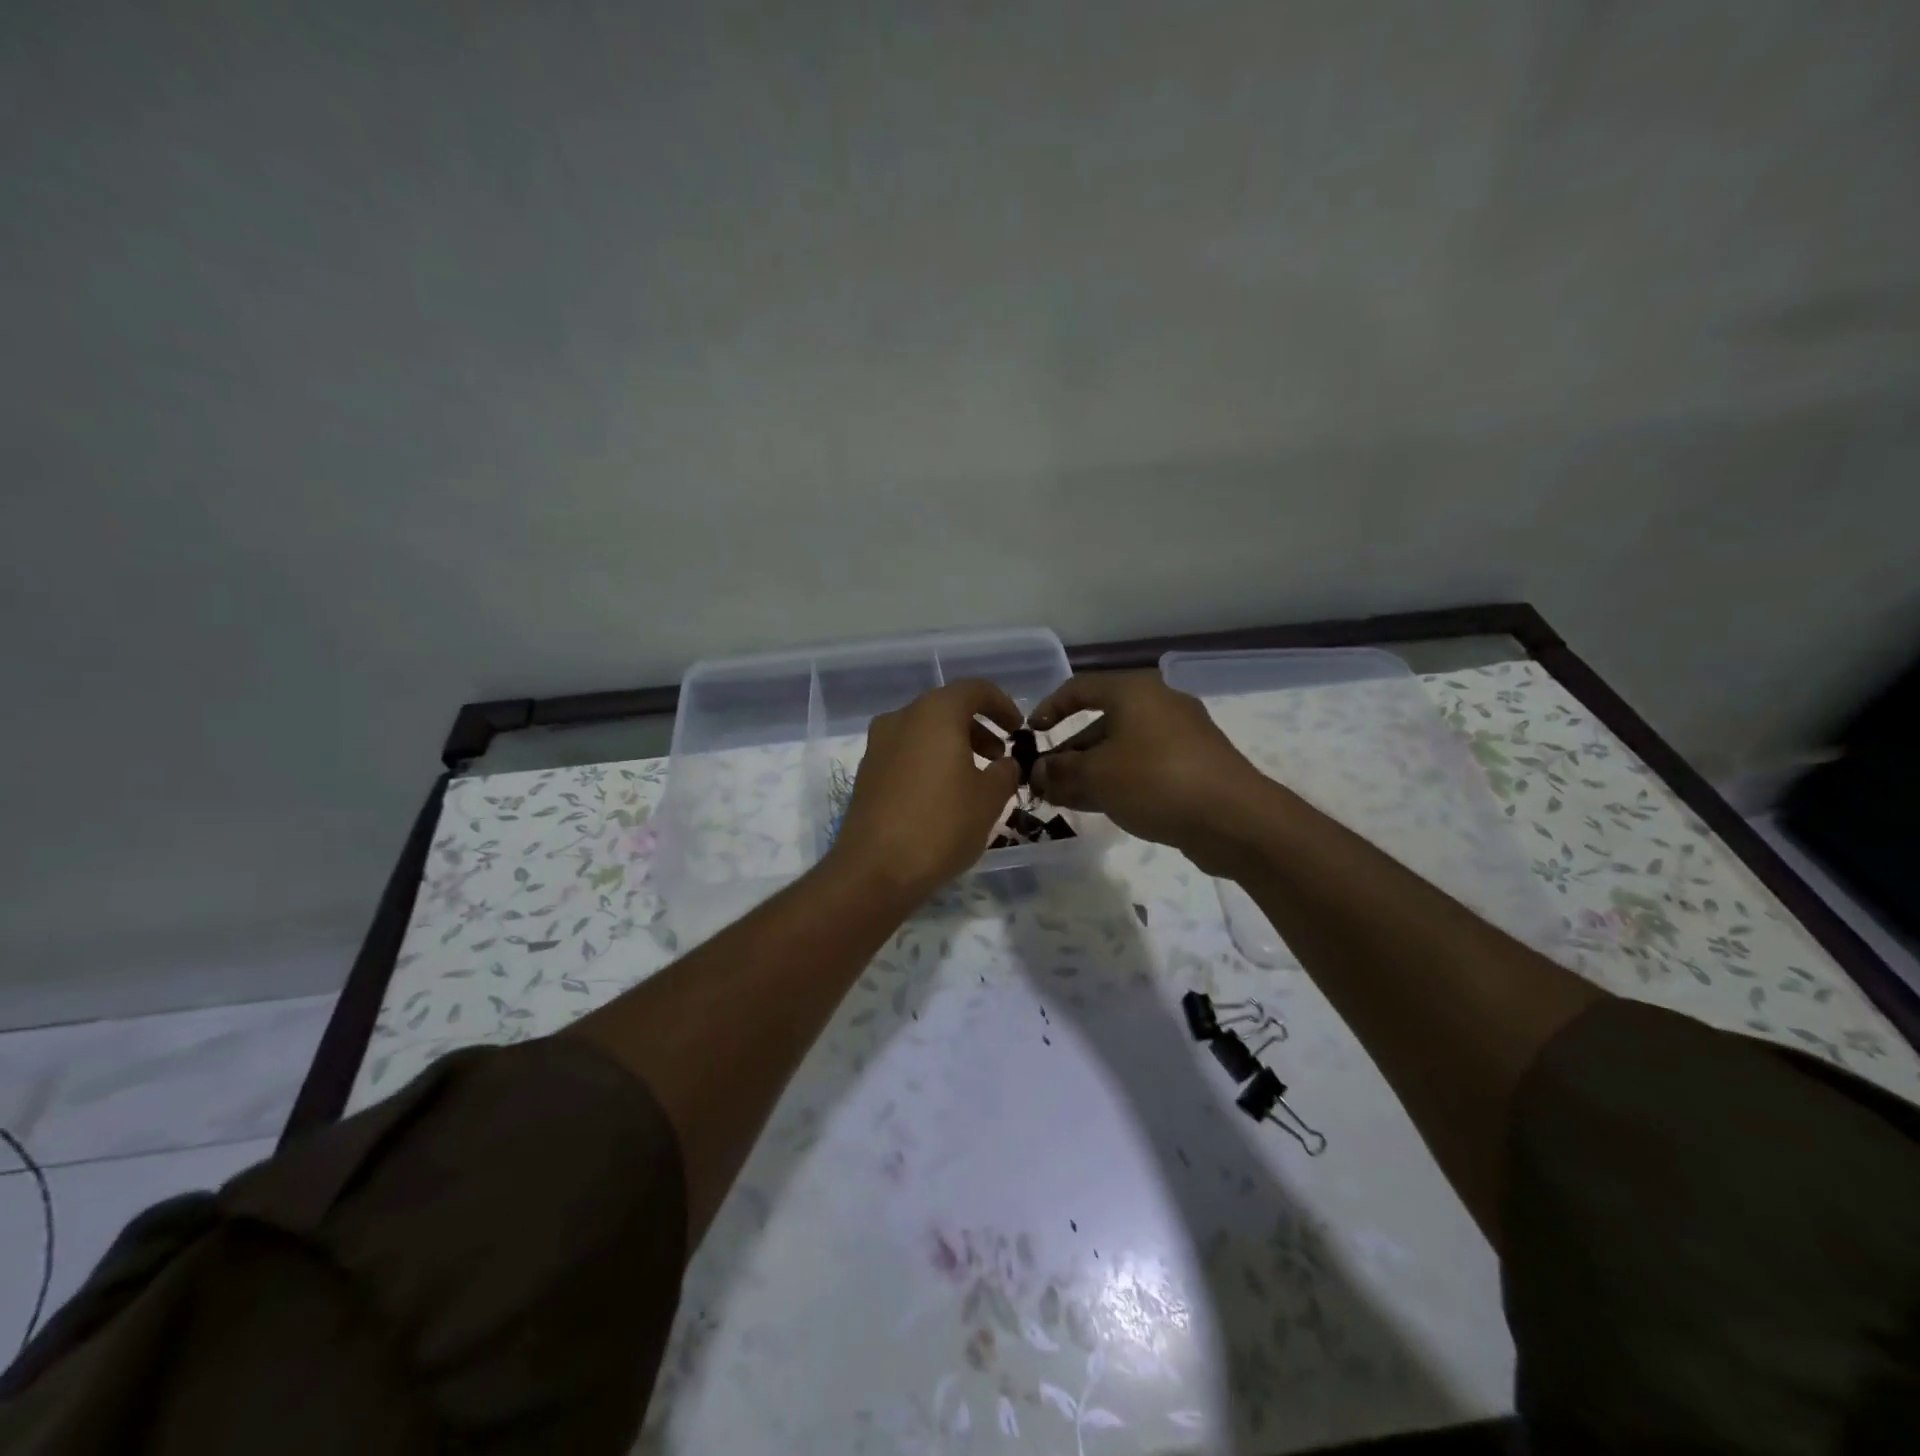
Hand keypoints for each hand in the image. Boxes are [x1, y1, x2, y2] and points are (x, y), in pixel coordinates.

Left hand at [829, 679, 1022, 899]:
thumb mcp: (990, 799)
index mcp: (935, 712)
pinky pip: (907, 753)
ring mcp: (878, 744)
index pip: (975, 689)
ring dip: (954, 746)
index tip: (1018, 730)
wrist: (875, 870)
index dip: (1002, 705)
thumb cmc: (941, 825)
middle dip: (978, 728)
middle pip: (947, 709)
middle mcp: (902, 718)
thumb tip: (1005, 764)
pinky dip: (930, 761)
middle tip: (1000, 758)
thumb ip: (1005, 772)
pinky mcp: (867, 772)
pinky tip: (943, 795)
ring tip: (975, 779)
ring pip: (925, 731)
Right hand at [1030, 672, 1272, 875]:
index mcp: (1134, 691)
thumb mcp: (1096, 776)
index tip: (1029, 734)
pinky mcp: (1193, 765)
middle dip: (1069, 752)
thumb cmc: (1155, 780)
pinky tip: (1098, 806)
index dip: (1049, 708)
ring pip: (1122, 748)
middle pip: (1101, 721)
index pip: (1079, 688)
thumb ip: (1061, 771)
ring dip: (1090, 771)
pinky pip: (1144, 766)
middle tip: (1045, 779)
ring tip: (1063, 798)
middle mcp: (1158, 704)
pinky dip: (1118, 780)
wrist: (1234, 818)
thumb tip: (1038, 773)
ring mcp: (1180, 736)